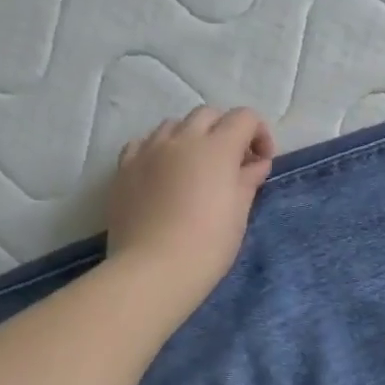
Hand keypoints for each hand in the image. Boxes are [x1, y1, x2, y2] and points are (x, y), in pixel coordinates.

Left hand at [107, 106, 275, 315]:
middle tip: (231, 163)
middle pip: (208, 115)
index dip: (258, 133)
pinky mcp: (124, 167)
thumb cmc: (208, 244)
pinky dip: (159, 149)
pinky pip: (143, 143)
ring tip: (194, 167)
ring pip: (174, 125)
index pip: (244, 117)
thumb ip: (248, 180)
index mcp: (217, 147)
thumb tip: (256, 163)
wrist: (153, 270)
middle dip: (225, 131)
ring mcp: (149, 150)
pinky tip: (162, 172)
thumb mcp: (238, 212)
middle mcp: (182, 139)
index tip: (260, 161)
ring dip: (191, 137)